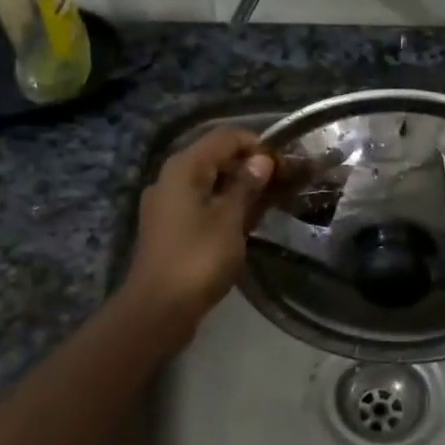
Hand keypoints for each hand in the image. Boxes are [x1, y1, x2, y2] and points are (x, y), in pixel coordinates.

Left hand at [122, 127, 273, 340]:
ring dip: (240, 188)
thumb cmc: (198, 258)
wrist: (159, 308)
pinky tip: (246, 221)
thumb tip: (261, 159)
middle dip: (250, 165)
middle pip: (215, 157)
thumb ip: (247, 185)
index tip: (285, 163)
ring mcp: (167, 204)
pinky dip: (225, 206)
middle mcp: (171, 178)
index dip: (257, 144)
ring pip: (209, 182)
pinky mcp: (170, 227)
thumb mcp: (230, 219)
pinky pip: (201, 204)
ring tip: (271, 202)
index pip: (225, 136)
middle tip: (283, 183)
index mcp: (183, 167)